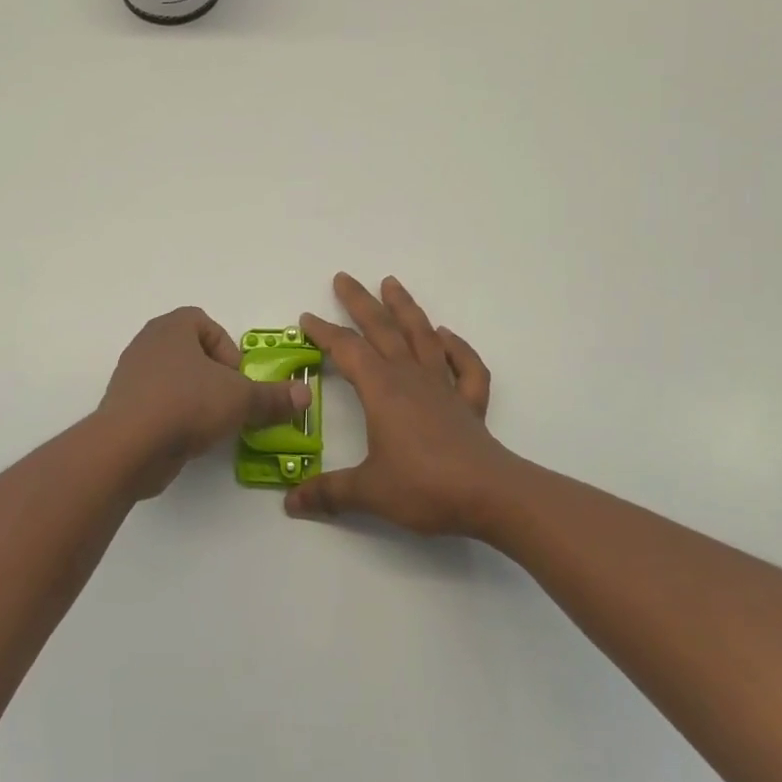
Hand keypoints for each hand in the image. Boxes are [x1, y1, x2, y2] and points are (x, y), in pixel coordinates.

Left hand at [99, 307, 312, 496]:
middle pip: (191, 352)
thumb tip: (305, 395)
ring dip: (195, 398)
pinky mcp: (123, 407)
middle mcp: (148, 344)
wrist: (127, 446)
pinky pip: (156, 404)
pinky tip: (187, 439)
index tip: (238, 379)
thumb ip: (273, 397)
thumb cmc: (186, 404)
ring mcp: (131, 376)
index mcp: (172, 327)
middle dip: (214, 377)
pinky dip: (174, 417)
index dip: (228, 350)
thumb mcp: (240, 399)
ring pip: (173, 379)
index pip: (205, 324)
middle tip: (229, 402)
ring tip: (211, 424)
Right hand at [287, 274, 519, 536]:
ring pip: (422, 336)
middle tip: (344, 278)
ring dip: (406, 308)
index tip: (307, 318)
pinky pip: (466, 367)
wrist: (490, 495)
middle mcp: (411, 378)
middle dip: (360, 302)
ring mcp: (444, 387)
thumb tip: (290, 503)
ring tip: (392, 283)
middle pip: (383, 329)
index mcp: (382, 390)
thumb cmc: (424, 486)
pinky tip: (447, 337)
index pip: (347, 350)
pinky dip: (457, 348)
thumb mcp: (368, 492)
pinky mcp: (469, 404)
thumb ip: (329, 493)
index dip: (325, 332)